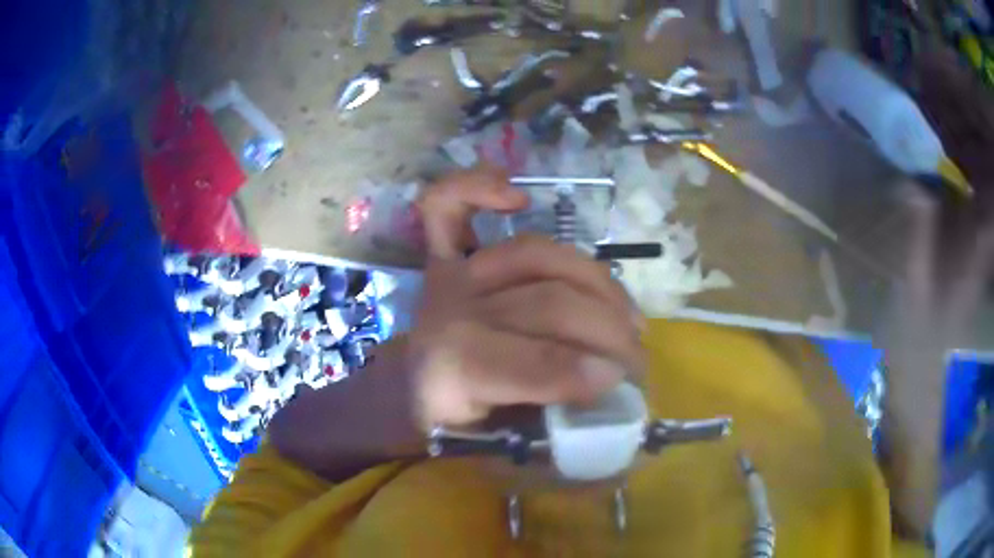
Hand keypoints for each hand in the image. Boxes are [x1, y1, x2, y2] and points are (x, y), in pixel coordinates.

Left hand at [407, 167, 646, 428]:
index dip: (582, 371)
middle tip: (638, 359)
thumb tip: (615, 411)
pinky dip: (476, 188)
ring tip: (626, 314)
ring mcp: (452, 278)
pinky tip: (518, 196)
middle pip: (546, 303)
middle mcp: (451, 314)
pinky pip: (447, 207)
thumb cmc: (461, 427)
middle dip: (607, 332)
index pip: (526, 361)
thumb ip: (553, 436)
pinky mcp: (445, 257)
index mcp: (453, 372)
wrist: (410, 397)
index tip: (622, 382)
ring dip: (596, 281)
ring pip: (537, 256)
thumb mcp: (501, 452)